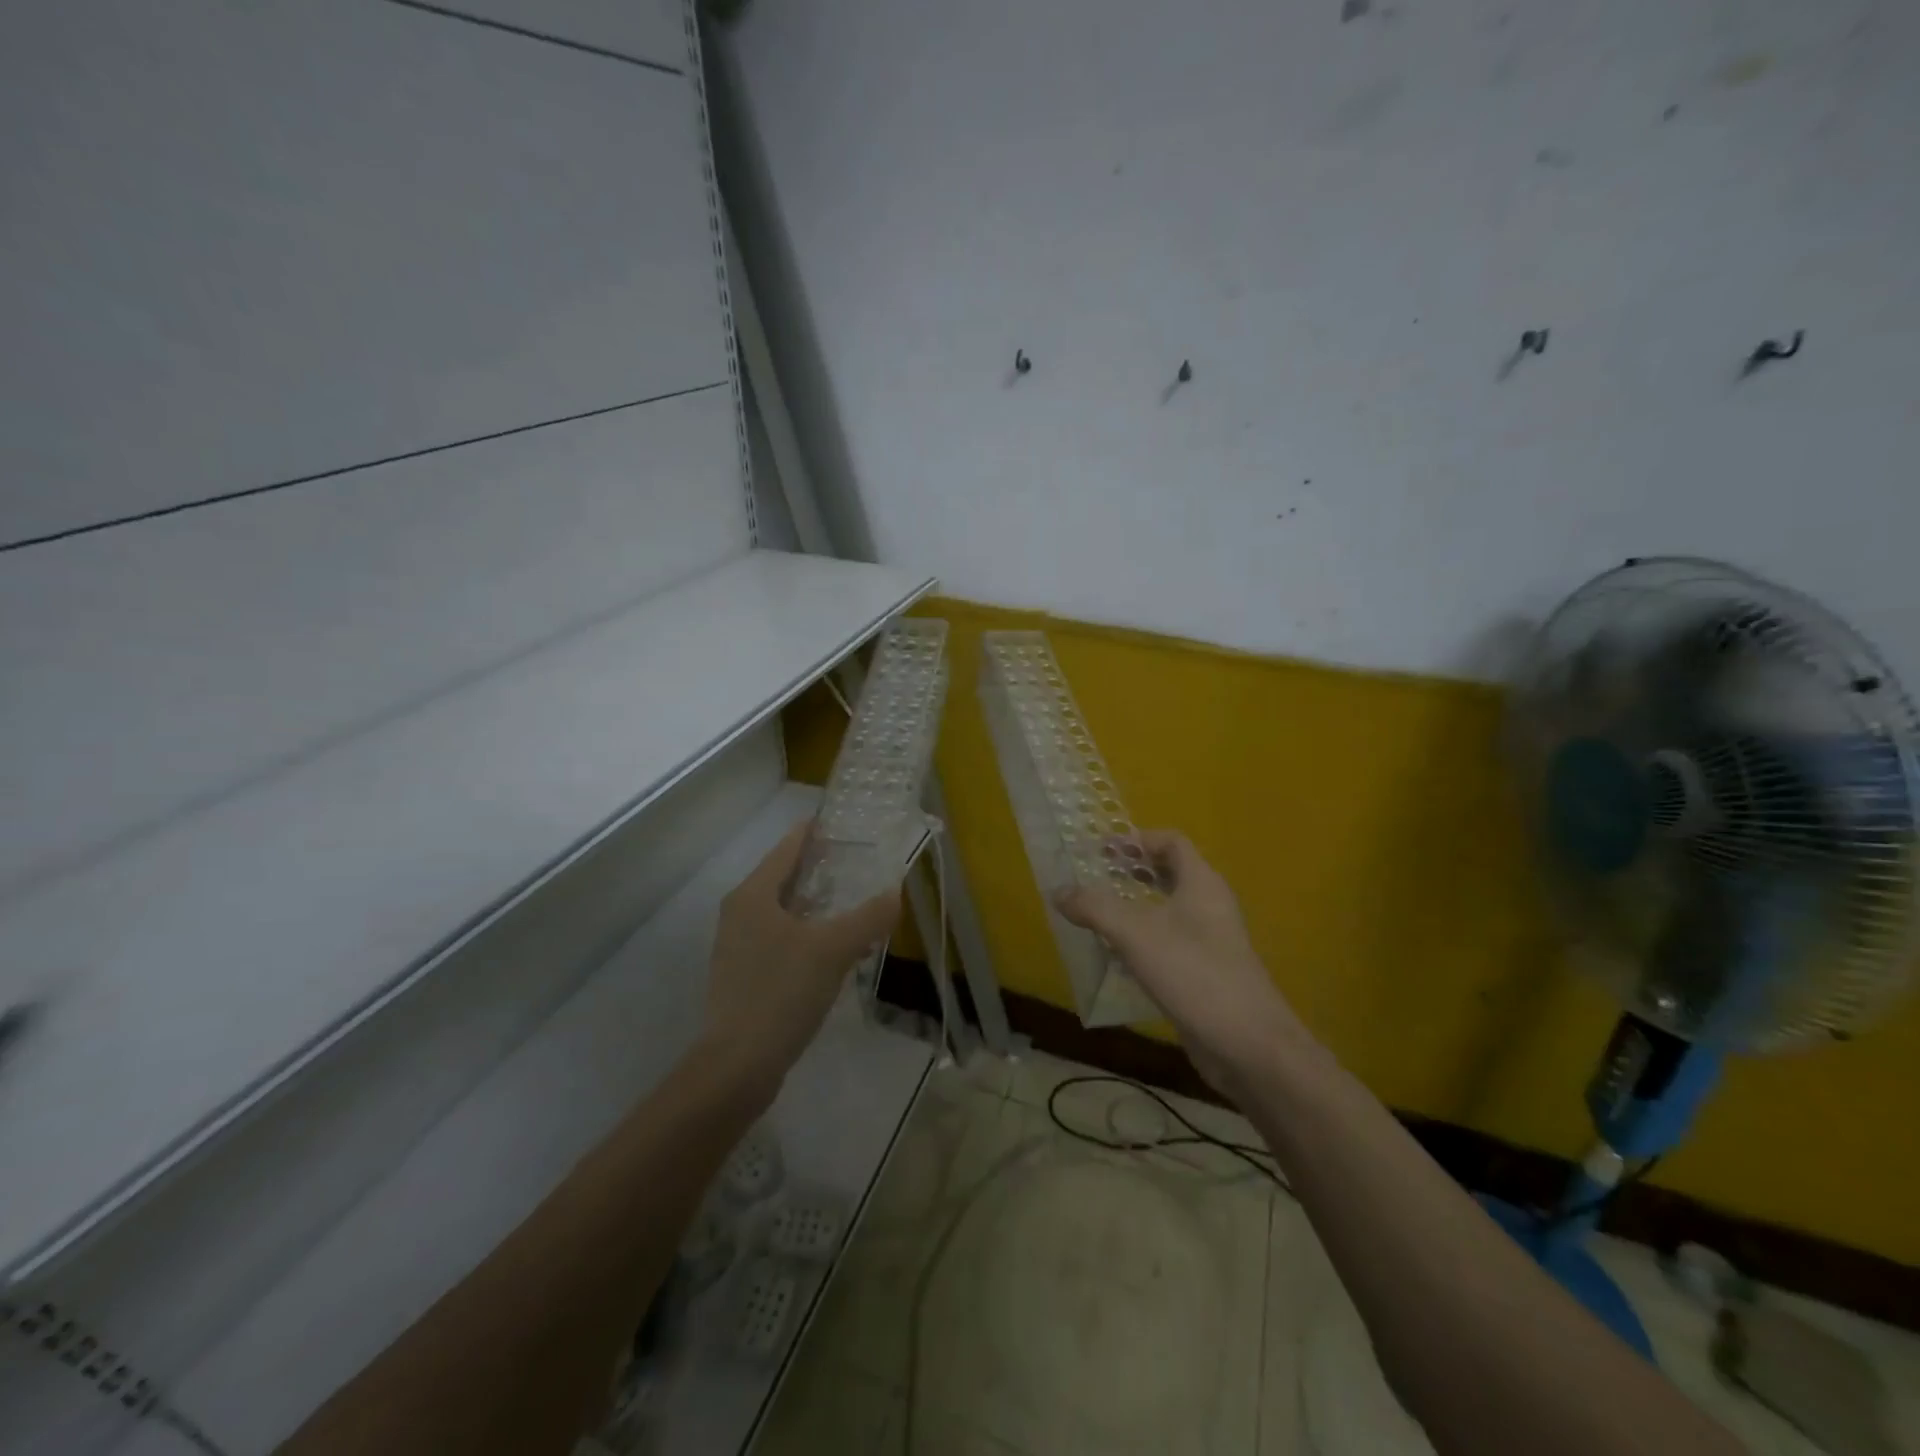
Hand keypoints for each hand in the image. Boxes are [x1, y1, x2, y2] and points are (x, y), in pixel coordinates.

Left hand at [701, 823, 900, 1092]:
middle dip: (822, 870)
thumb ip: (867, 917)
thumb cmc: (781, 992)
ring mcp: (739, 946)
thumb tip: (894, 894)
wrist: (737, 1066)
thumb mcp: (833, 949)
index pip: (788, 847)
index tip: (847, 824)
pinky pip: (782, 939)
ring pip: (785, 911)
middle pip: (785, 877)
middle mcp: (740, 913)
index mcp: (753, 895)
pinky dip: (808, 934)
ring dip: (817, 905)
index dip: (817, 832)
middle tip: (861, 864)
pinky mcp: (745, 975)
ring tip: (854, 904)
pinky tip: (834, 949)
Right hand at [1055, 830, 1309, 1099]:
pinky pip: (1170, 941)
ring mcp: (1211, 940)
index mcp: (1202, 883)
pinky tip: (1117, 955)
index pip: (1171, 841)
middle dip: (1132, 871)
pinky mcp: (1206, 971)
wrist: (1249, 1045)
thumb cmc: (1194, 974)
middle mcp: (1209, 905)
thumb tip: (1058, 891)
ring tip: (1098, 913)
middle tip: (1095, 877)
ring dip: (1135, 905)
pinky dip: (1143, 938)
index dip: (1137, 840)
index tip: (1102, 850)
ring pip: (1169, 909)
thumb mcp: (1136, 935)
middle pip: (1170, 872)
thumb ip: (1095, 908)